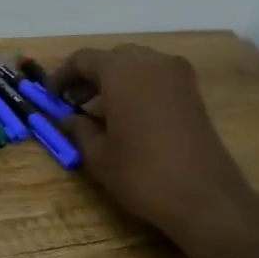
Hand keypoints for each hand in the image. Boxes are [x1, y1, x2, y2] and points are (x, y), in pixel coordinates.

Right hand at [52, 45, 258, 257]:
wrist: (207, 198)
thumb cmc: (143, 174)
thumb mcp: (99, 156)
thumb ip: (79, 130)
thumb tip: (69, 119)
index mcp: (121, 70)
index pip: (83, 59)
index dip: (62, 76)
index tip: (51, 98)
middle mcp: (150, 61)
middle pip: (111, 58)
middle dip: (89, 77)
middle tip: (74, 104)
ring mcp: (176, 74)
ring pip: (136, 65)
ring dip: (114, 81)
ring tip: (101, 112)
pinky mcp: (193, 91)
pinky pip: (156, 77)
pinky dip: (138, 87)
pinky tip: (130, 116)